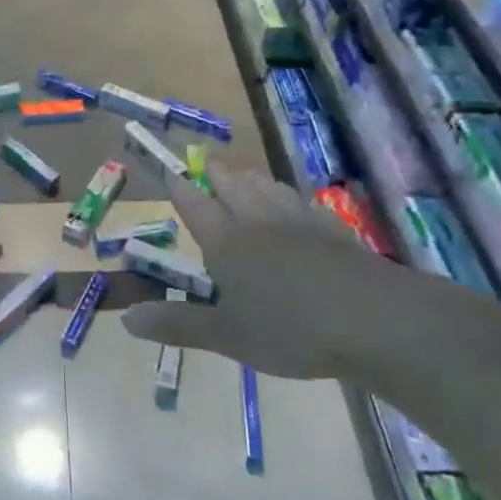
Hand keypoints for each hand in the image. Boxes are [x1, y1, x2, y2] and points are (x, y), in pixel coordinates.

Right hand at [121, 167, 500, 383]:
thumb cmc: (290, 329)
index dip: (181, 188)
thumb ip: (177, 325)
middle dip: (217, 174)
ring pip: (269, 188)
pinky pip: (303, 202)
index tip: (170, 170)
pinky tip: (297, 202)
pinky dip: (290, 196)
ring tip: (245, 175)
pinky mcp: (334, 230)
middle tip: (208, 163)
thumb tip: (126, 320)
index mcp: (227, 241)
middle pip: (234, 186)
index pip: (196, 205)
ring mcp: (300, 221)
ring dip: (252, 179)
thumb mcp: (226, 336)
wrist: (374, 319)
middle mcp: (259, 221)